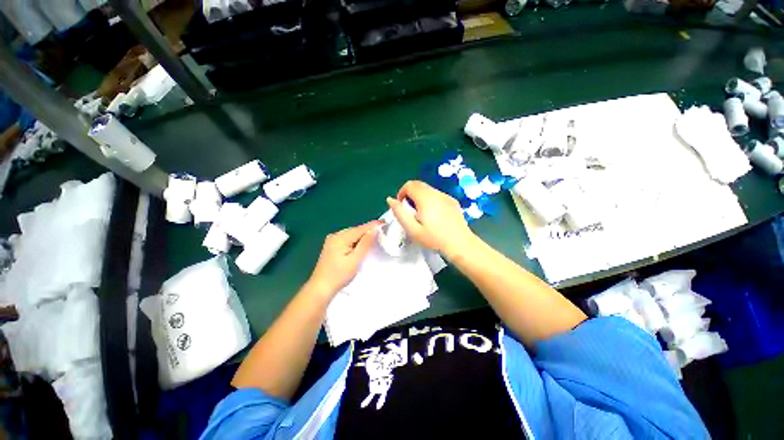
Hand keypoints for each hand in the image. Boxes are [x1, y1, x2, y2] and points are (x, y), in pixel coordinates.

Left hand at [307, 220, 381, 295]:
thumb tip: (374, 230)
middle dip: (368, 231)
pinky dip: (356, 240)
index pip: (361, 228)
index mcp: (340, 238)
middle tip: (382, 232)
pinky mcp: (332, 245)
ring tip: (374, 238)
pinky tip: (361, 244)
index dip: (373, 225)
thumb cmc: (339, 276)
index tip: (385, 223)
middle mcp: (335, 235)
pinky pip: (347, 238)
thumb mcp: (355, 260)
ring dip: (362, 236)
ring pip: (352, 234)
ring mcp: (332, 240)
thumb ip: (365, 244)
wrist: (321, 288)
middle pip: (356, 230)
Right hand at [386, 181, 475, 259]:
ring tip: (422, 214)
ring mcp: (446, 196)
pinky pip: (437, 195)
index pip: (409, 185)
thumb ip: (399, 213)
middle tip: (410, 211)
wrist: (460, 244)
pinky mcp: (453, 201)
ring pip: (428, 189)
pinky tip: (434, 215)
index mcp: (426, 198)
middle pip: (418, 184)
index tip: (402, 207)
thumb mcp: (412, 229)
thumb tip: (390, 199)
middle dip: (410, 194)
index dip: (401, 193)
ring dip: (420, 197)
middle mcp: (436, 193)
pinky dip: (430, 199)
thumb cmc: (434, 239)